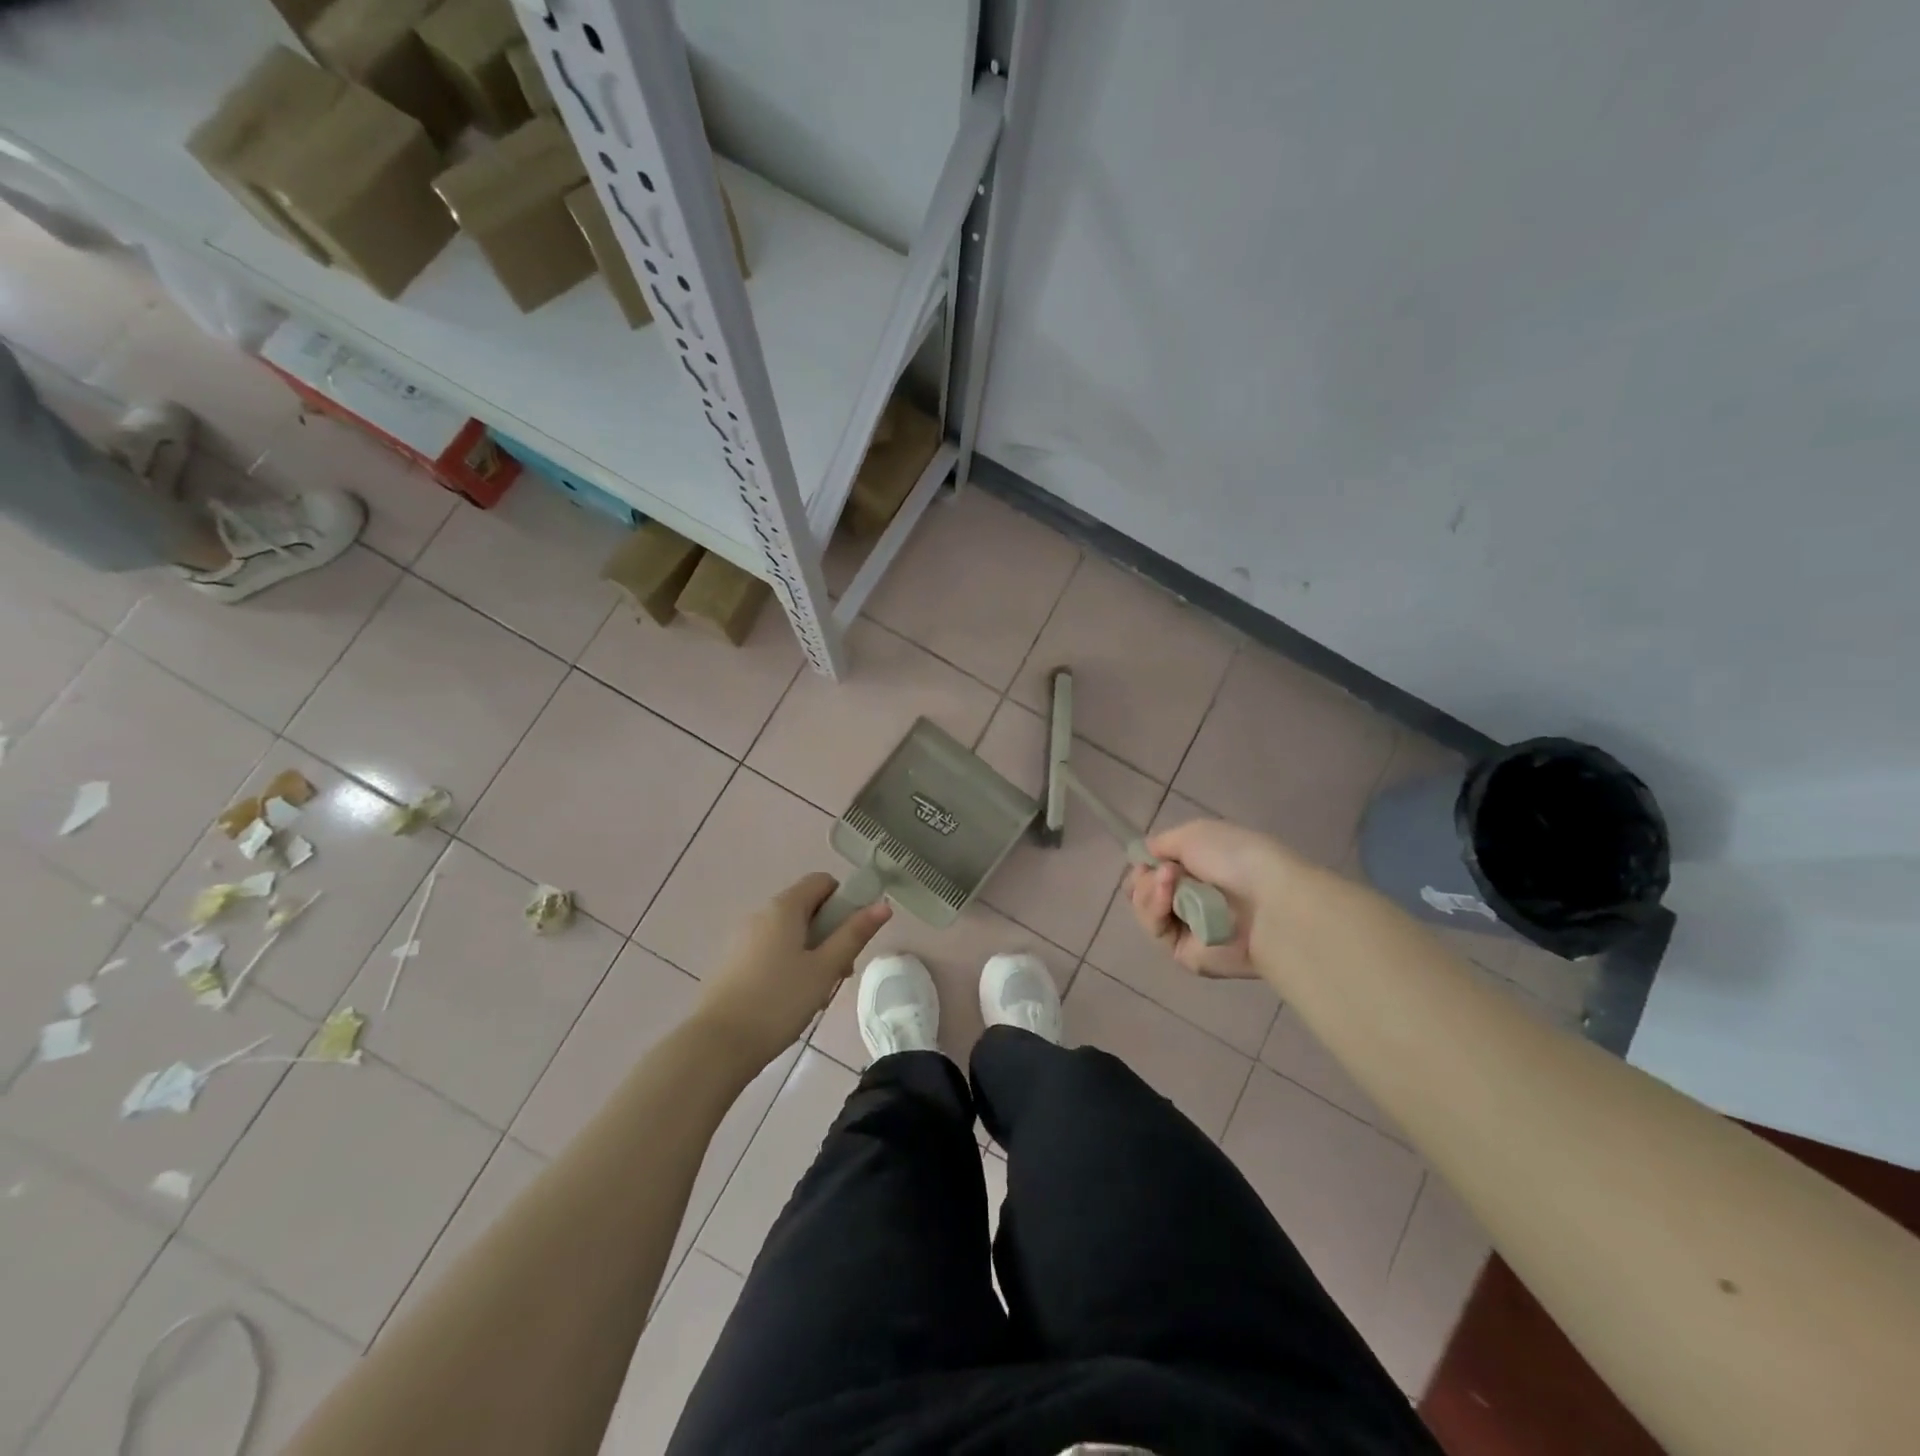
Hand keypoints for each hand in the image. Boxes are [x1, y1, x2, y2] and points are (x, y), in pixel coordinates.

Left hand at [697, 873, 890, 1065]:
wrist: (717, 1045)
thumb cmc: (778, 1001)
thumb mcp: (825, 968)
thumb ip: (854, 934)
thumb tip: (883, 906)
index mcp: (784, 907)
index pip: (822, 881)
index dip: (845, 900)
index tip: (853, 935)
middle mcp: (760, 914)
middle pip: (806, 908)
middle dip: (830, 933)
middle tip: (839, 972)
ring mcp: (742, 938)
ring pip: (789, 933)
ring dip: (811, 953)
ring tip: (816, 993)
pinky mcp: (732, 963)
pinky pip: (770, 950)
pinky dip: (787, 964)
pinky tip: (790, 1001)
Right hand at [1126, 818, 1293, 978]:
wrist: (1266, 901)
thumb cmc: (1234, 858)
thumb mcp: (1193, 833)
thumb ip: (1161, 843)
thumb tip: (1144, 856)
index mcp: (1198, 869)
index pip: (1155, 869)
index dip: (1145, 863)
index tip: (1149, 858)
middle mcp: (1191, 898)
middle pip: (1143, 890)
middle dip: (1145, 877)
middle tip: (1164, 872)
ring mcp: (1187, 927)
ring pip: (1145, 909)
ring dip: (1150, 891)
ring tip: (1169, 882)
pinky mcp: (1184, 953)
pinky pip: (1155, 930)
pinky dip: (1155, 911)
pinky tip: (1169, 899)